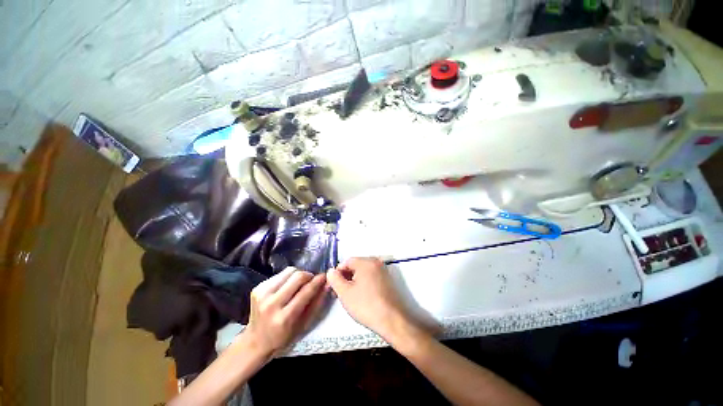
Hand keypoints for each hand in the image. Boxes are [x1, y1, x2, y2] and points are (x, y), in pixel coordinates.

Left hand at [244, 268, 327, 356]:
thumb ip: (317, 302)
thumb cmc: (284, 337)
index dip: (318, 281)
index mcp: (284, 317)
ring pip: (289, 271)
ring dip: (298, 275)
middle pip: (297, 276)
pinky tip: (287, 288)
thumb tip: (327, 283)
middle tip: (312, 281)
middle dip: (308, 276)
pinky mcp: (257, 288)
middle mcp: (271, 304)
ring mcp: (262, 294)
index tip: (325, 276)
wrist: (256, 341)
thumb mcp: (304, 324)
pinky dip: (288, 278)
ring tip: (298, 285)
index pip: (305, 291)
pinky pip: (280, 274)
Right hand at [327, 257, 423, 342]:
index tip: (333, 286)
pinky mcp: (387, 280)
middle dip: (345, 277)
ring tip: (349, 296)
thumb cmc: (366, 305)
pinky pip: (371, 277)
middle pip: (355, 265)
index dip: (337, 273)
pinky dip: (363, 283)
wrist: (392, 320)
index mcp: (366, 262)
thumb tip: (331, 271)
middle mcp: (376, 262)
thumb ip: (335, 279)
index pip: (346, 262)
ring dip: (354, 281)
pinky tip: (361, 296)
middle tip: (339, 293)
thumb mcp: (345, 293)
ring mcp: (383, 270)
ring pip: (363, 272)